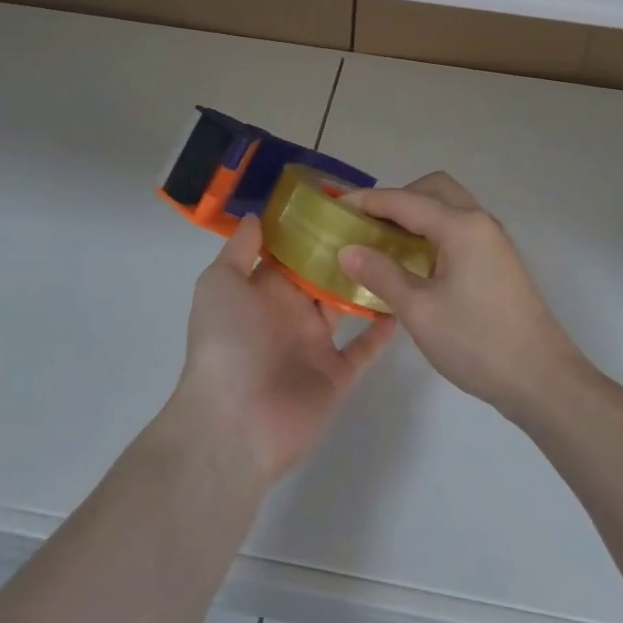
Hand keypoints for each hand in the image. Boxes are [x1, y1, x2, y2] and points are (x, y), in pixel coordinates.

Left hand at [171, 215, 395, 485]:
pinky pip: (363, 348)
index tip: (341, 200)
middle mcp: (290, 312)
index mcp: (263, 290)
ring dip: (366, 283)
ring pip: (345, 306)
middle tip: (380, 220)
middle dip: (344, 250)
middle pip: (322, 275)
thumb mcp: (220, 284)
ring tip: (398, 252)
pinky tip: (402, 303)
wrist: (234, 423)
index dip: (311, 228)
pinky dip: (381, 330)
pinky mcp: (336, 375)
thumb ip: (239, 249)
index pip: (291, 252)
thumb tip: (257, 216)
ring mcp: (314, 345)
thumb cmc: (226, 342)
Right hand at [338, 172, 587, 422]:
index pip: (405, 200)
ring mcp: (493, 240)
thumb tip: (348, 249)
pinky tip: (417, 263)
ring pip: (449, 206)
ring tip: (386, 242)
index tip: (337, 207)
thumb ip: (382, 274)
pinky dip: (434, 231)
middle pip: (433, 189)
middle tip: (368, 225)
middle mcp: (480, 221)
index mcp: (461, 226)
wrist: (542, 379)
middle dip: (397, 199)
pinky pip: (460, 227)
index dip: (368, 201)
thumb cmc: (477, 342)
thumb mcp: (420, 311)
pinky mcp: (499, 260)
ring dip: (418, 214)